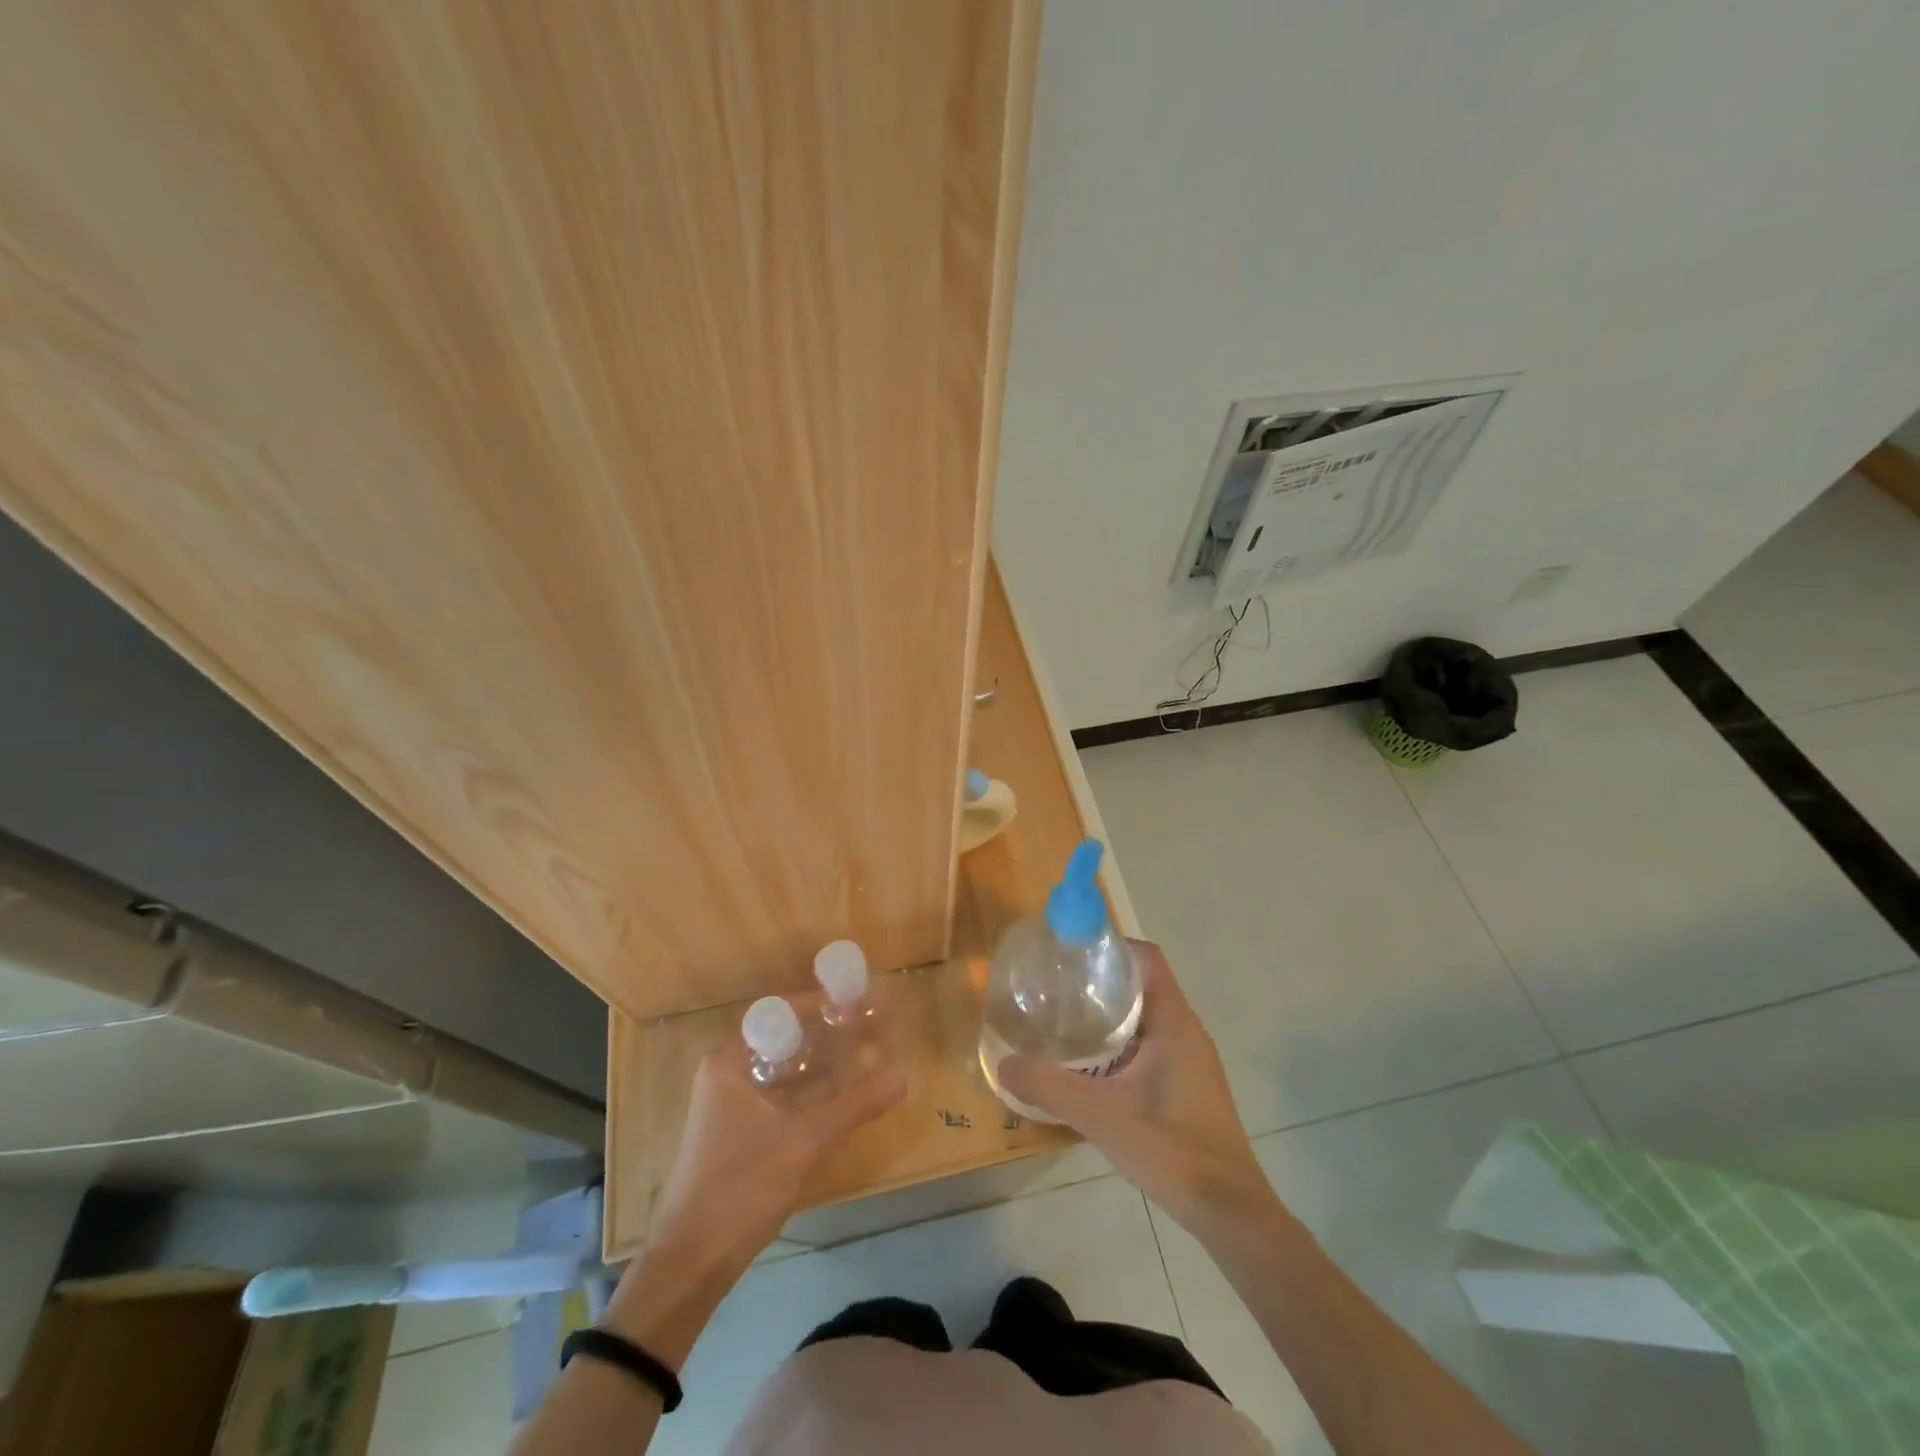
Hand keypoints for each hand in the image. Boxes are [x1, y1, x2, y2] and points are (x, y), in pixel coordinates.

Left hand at [649, 1024, 905, 1267]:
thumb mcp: (802, 1143)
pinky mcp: (734, 1133)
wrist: (689, 1265)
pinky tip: (836, 1098)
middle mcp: (724, 1074)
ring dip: (817, 1062)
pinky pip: (776, 1093)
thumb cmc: (739, 1188)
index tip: (855, 1003)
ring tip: (859, 1055)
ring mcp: (727, 1105)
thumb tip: (901, 1078)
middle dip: (823, 1032)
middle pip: (780, 1037)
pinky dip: (806, 1090)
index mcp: (728, 1061)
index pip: (777, 1011)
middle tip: (865, 1027)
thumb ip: (853, 1106)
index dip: (818, 1003)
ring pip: (779, 1068)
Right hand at [999, 941, 1275, 1234]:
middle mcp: (1186, 1031)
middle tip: (1056, 985)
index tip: (1071, 951)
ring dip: (1110, 1012)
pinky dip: (1121, 1041)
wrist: (1229, 1212)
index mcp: (1174, 1022)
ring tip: (1065, 1019)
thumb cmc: (1171, 1149)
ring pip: (1146, 1017)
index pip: (1146, 958)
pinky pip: (1151, 1044)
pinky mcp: (1188, 1084)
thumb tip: (1004, 1064)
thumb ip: (1049, 1087)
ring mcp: (1191, 1059)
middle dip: (1100, 978)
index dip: (1110, 945)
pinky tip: (1091, 1066)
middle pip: (1142, 984)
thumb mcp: (1100, 1115)